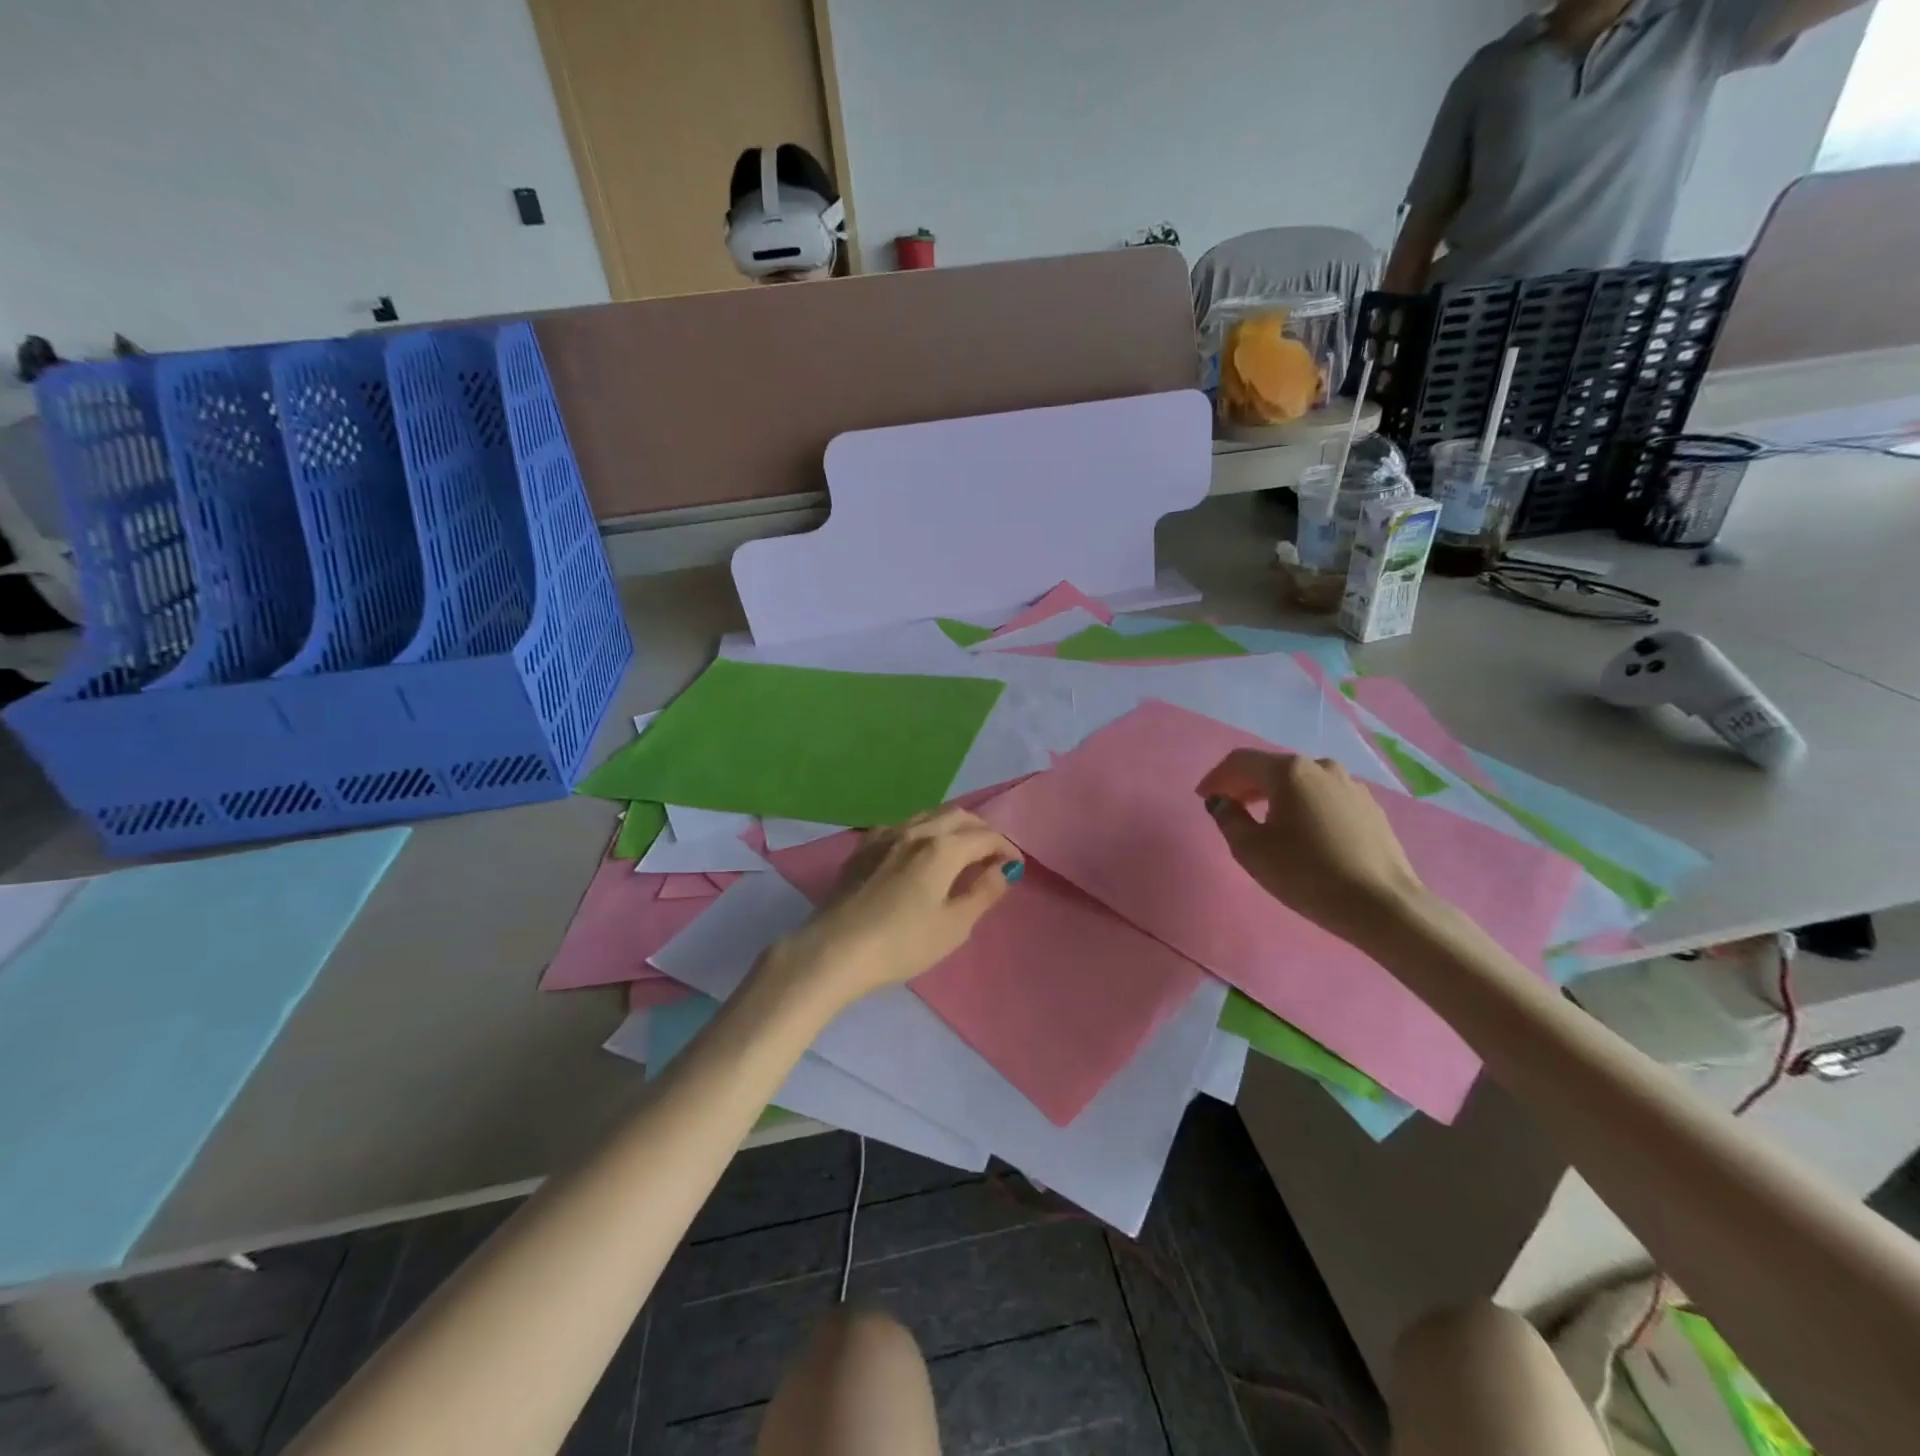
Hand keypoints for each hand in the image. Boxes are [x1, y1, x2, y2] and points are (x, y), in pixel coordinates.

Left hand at [773, 808, 1021, 1003]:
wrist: (834, 950)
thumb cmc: (902, 943)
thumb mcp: (954, 926)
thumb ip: (983, 892)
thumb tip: (1005, 868)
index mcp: (942, 848)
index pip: (985, 836)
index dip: (1006, 848)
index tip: (1015, 866)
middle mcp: (915, 831)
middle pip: (958, 815)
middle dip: (981, 830)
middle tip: (992, 854)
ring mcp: (884, 836)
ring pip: (928, 816)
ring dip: (952, 826)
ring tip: (960, 851)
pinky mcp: (862, 848)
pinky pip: (901, 827)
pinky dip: (922, 832)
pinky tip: (918, 852)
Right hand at [1195, 750, 1426, 945]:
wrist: (1382, 904)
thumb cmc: (1307, 874)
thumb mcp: (1252, 850)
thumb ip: (1228, 818)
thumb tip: (1221, 802)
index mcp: (1289, 771)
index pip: (1241, 762)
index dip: (1216, 777)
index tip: (1202, 797)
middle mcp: (1321, 767)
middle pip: (1272, 768)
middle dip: (1244, 784)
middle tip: (1227, 807)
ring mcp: (1350, 785)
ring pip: (1300, 782)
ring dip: (1275, 794)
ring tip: (1263, 818)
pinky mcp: (1369, 807)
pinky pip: (1324, 797)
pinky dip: (1303, 805)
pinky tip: (1301, 830)